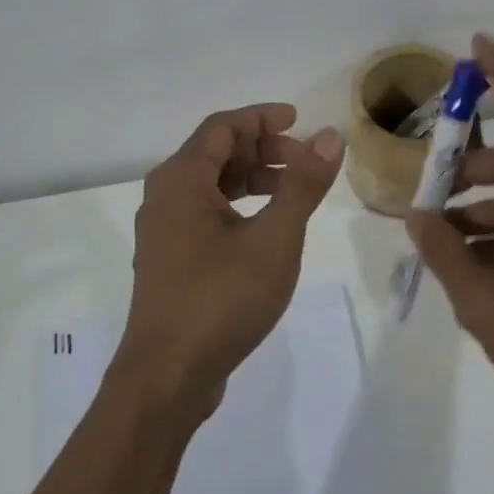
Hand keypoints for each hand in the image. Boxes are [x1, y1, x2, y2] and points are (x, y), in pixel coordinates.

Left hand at [117, 103, 343, 418]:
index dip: (263, 118)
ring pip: (210, 185)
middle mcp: (164, 196)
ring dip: (252, 179)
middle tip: (306, 162)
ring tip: (293, 193)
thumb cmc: (222, 297)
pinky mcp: (169, 259)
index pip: (223, 126)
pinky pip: (204, 213)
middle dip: (263, 150)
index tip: (300, 121)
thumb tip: (330, 137)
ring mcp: (163, 230)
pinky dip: (238, 207)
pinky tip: (265, 228)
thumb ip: (303, 184)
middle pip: (215, 152)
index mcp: (181, 179)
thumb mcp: (275, 237)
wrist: (167, 376)